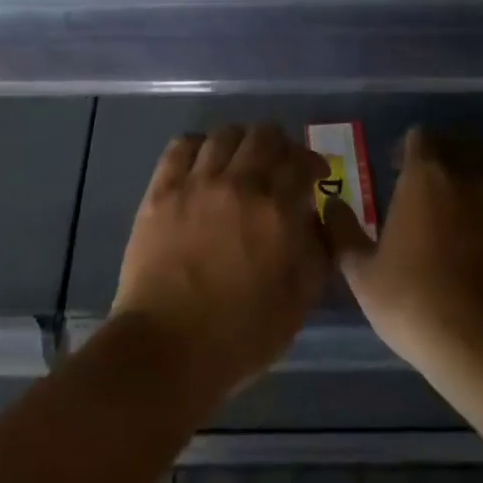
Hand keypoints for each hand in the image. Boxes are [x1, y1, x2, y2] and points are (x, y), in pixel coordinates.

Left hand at [111, 124, 335, 406]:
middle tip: (280, 163)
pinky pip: (182, 146)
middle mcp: (241, 185)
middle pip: (265, 136)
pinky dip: (199, 145)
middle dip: (280, 145)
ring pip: (225, 134)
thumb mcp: (300, 301)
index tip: (314, 175)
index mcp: (279, 211)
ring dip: (241, 141)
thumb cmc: (241, 335)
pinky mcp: (162, 190)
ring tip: (241, 159)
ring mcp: (197, 184)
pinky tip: (204, 161)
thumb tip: (319, 217)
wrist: (167, 348)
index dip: (313, 163)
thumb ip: (318, 252)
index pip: (301, 162)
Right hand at [328, 127, 482, 374]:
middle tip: (417, 188)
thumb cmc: (413, 299)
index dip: (405, 148)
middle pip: (454, 147)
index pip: (420, 137)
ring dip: (461, 184)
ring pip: (479, 173)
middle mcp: (464, 177)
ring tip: (441, 215)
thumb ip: (342, 232)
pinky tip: (464, 242)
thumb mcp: (362, 272)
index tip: (393, 169)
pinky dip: (480, 211)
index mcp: (425, 175)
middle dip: (436, 159)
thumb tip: (330, 204)